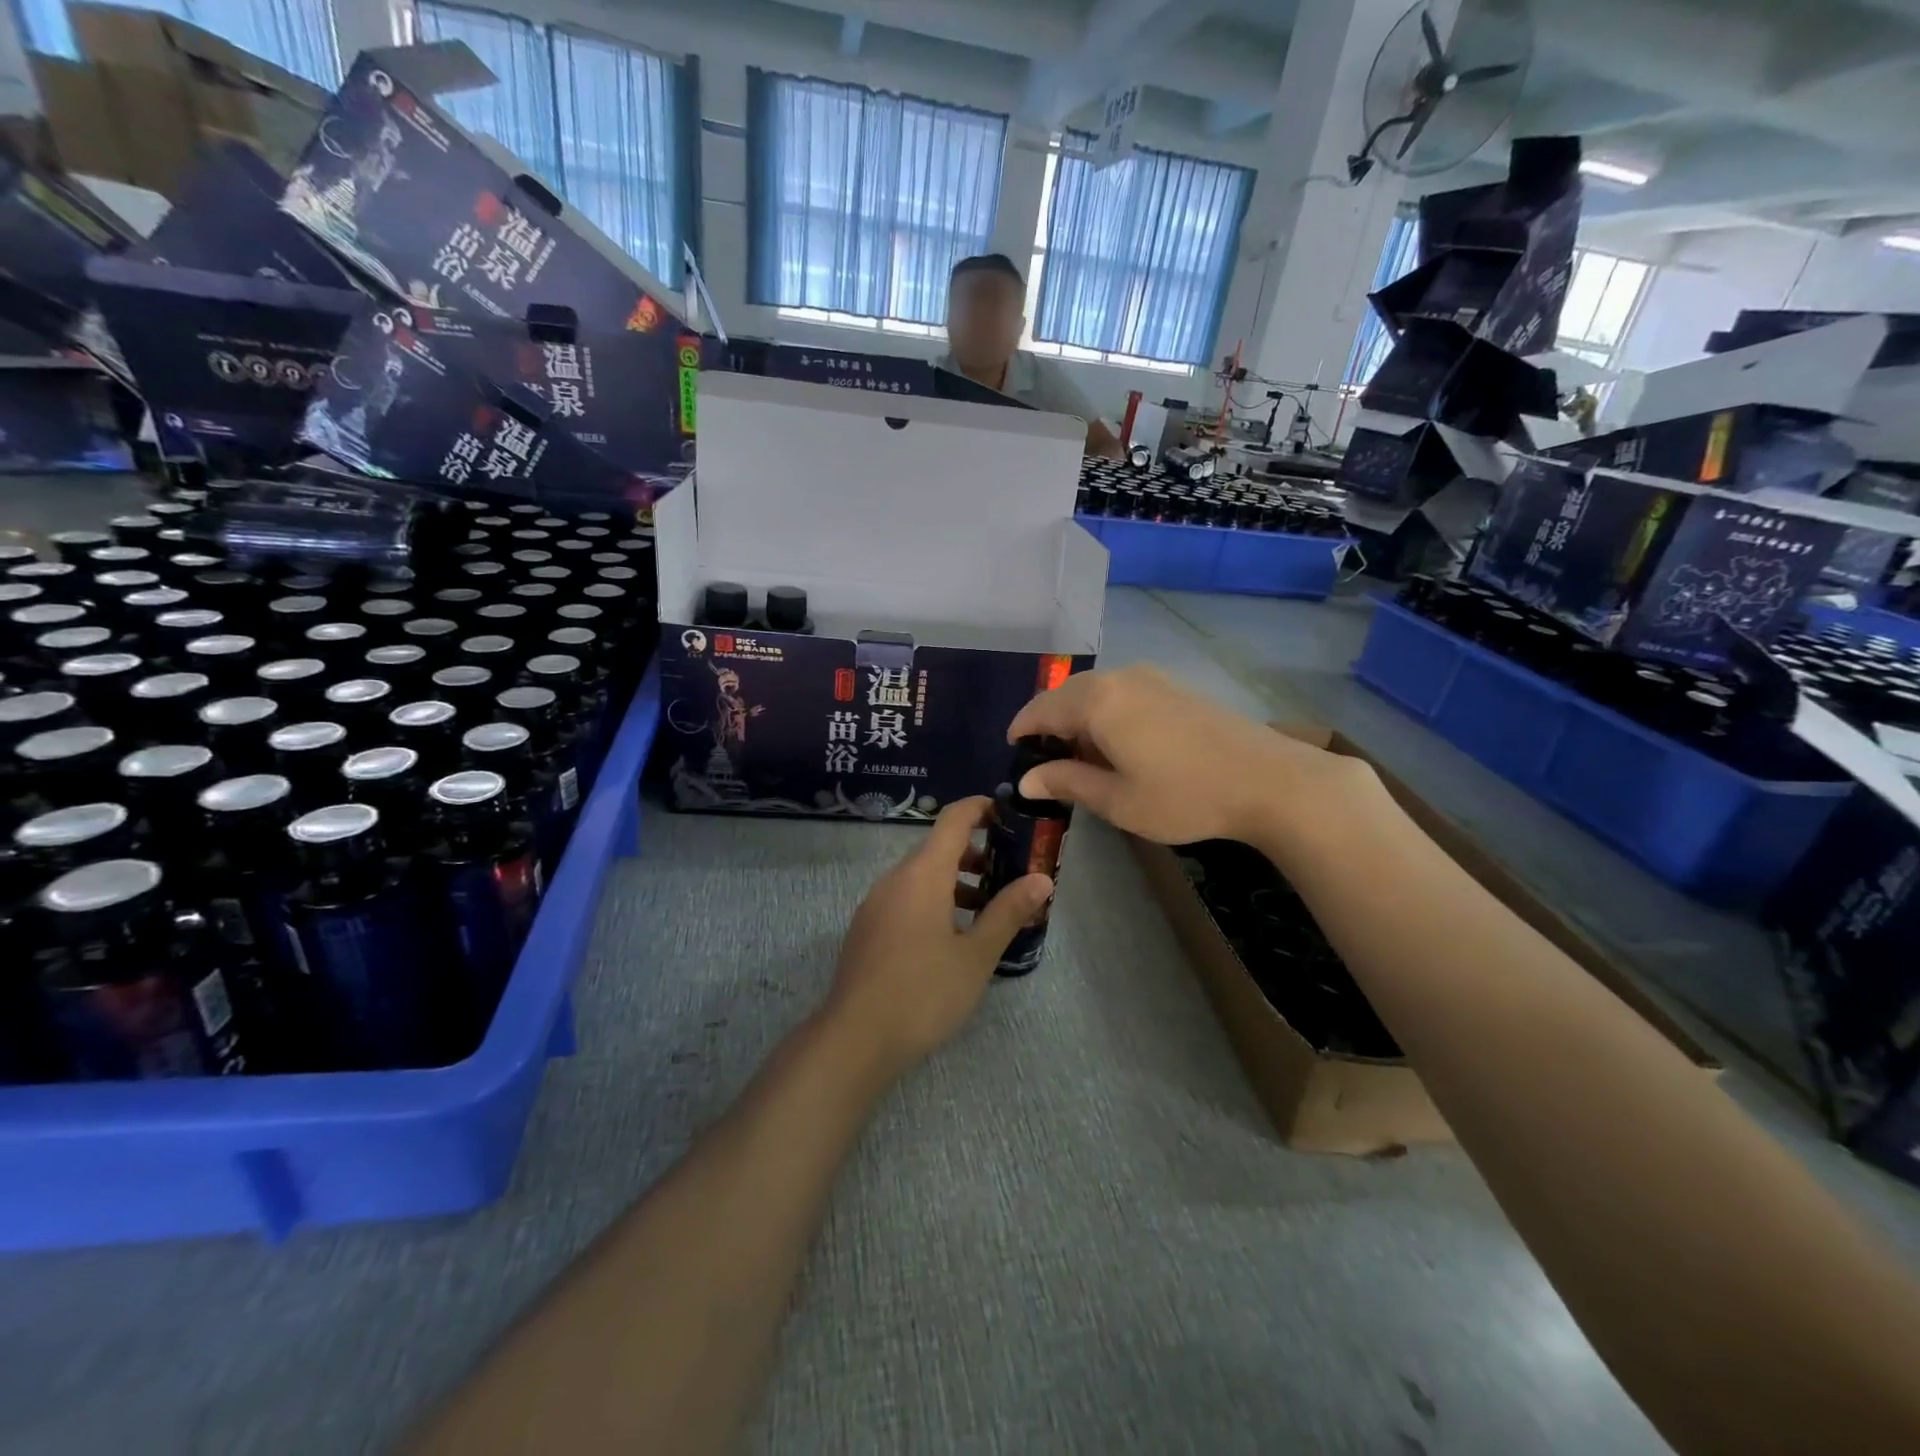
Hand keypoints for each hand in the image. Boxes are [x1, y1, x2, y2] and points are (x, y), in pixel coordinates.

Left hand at [825, 797, 1052, 1082]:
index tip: (1013, 814)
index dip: (983, 808)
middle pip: (940, 847)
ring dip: (959, 881)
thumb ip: (1008, 912)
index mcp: (923, 874)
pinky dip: (937, 900)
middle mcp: (896, 878)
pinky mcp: (870, 928)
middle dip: (980, 853)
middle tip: (1016, 873)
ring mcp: (878, 903)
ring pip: (924, 876)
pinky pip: (908, 897)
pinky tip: (956, 936)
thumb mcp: (976, 955)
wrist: (855, 1039)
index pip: (954, 819)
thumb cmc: (923, 992)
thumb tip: (1042, 879)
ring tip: (993, 910)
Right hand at [1006, 665, 1373, 844]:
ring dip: (1079, 720)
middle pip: (1065, 695)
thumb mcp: (1117, 799)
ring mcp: (1150, 678)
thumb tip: (1025, 779)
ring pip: (1095, 692)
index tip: (1013, 756)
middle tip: (1047, 765)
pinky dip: (1105, 714)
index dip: (1021, 731)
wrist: (1269, 780)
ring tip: (1082, 760)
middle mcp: (1118, 677)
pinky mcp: (1173, 686)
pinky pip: (1121, 693)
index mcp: (1096, 701)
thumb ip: (1066, 782)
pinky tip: (1118, 746)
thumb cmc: (1184, 796)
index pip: (1040, 709)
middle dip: (1050, 726)